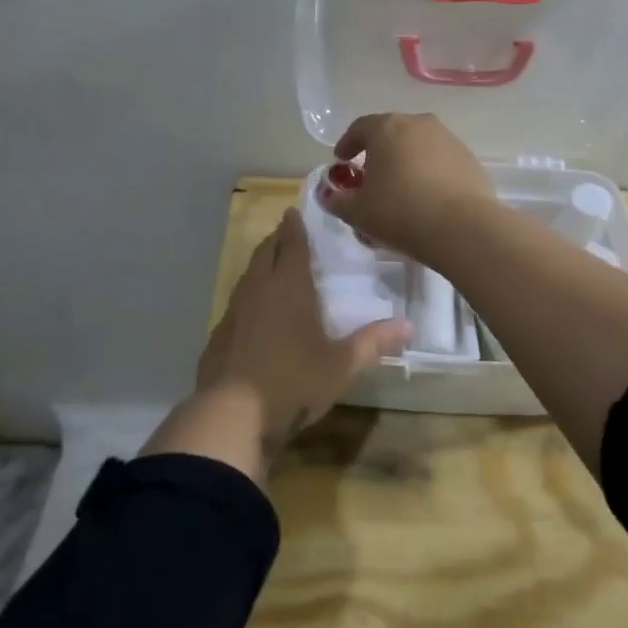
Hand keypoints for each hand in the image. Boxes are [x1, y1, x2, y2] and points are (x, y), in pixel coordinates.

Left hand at [142, 208, 409, 480]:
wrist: (231, 415)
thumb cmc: (292, 382)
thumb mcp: (340, 366)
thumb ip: (373, 343)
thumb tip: (409, 326)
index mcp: (289, 288)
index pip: (292, 246)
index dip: (295, 228)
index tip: (293, 212)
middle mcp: (258, 290)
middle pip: (265, 253)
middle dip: (276, 240)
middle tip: (286, 232)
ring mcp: (233, 312)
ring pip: (247, 276)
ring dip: (260, 265)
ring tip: (271, 265)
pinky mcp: (218, 335)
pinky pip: (236, 304)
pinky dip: (247, 297)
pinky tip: (253, 313)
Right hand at [321, 112, 496, 267]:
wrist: (462, 227)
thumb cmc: (400, 212)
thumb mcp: (357, 212)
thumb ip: (337, 201)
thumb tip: (329, 196)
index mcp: (387, 128)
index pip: (360, 128)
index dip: (347, 144)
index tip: (341, 162)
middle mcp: (418, 124)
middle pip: (391, 133)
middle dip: (378, 153)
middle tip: (370, 178)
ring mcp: (448, 139)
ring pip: (418, 146)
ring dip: (406, 162)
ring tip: (400, 190)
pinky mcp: (469, 158)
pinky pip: (440, 161)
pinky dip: (429, 173)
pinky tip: (426, 198)